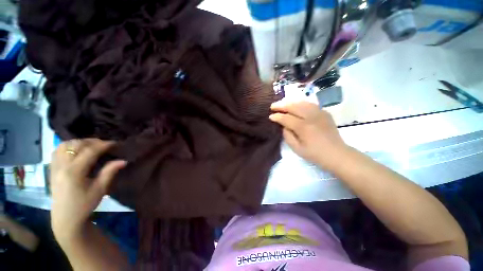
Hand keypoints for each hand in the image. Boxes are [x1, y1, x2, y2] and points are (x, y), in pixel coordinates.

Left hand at [50, 139, 125, 240]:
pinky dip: (67, 146)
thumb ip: (109, 172)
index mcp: (74, 172)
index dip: (103, 145)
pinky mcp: (52, 169)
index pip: (89, 151)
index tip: (115, 143)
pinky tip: (75, 150)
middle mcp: (62, 166)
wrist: (65, 218)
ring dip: (78, 142)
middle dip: (91, 141)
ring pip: (63, 145)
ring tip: (90, 146)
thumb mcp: (100, 189)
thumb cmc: (84, 205)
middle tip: (104, 144)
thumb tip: (123, 160)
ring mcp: (54, 167)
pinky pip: (57, 151)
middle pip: (75, 145)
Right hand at [269, 101, 347, 169]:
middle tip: (273, 106)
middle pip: (293, 106)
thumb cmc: (314, 154)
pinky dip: (301, 103)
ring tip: (282, 104)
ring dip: (290, 102)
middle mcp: (311, 117)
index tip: (270, 116)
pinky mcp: (324, 112)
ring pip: (302, 102)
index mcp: (303, 127)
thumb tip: (283, 125)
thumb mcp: (297, 148)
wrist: (336, 153)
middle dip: (281, 105)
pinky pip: (310, 104)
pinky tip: (296, 104)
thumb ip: (287, 135)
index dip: (277, 116)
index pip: (286, 118)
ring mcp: (319, 113)